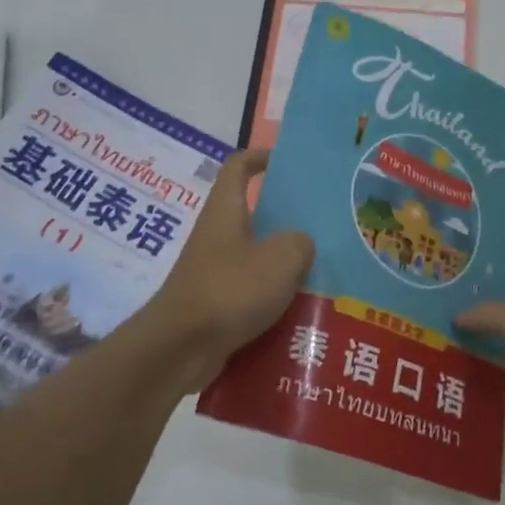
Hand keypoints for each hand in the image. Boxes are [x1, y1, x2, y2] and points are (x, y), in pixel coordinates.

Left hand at [141, 148, 313, 393]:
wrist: (180, 347)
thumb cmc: (230, 289)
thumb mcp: (281, 258)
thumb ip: (300, 243)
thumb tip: (301, 244)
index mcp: (226, 210)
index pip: (239, 166)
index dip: (261, 157)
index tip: (289, 163)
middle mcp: (217, 235)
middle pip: (253, 214)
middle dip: (286, 218)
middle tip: (324, 226)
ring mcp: (214, 270)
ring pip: (256, 257)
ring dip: (284, 264)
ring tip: (323, 273)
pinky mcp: (215, 304)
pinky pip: (251, 293)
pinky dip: (273, 299)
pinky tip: (301, 312)